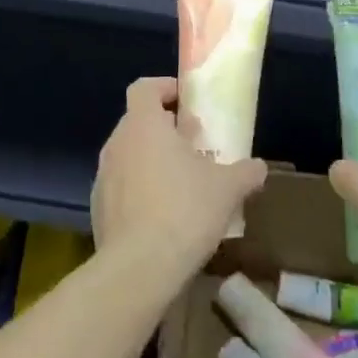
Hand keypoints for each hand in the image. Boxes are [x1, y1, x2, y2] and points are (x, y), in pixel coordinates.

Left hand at [92, 77, 267, 277]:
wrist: (138, 269)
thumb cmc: (184, 211)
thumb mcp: (228, 188)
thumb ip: (245, 172)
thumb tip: (258, 167)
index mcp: (143, 126)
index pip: (144, 88)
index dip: (165, 88)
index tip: (187, 101)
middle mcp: (117, 144)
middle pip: (138, 122)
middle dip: (165, 128)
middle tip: (194, 144)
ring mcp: (102, 177)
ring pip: (129, 156)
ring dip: (152, 161)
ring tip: (183, 182)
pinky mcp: (98, 209)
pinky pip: (122, 187)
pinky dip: (140, 190)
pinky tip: (164, 215)